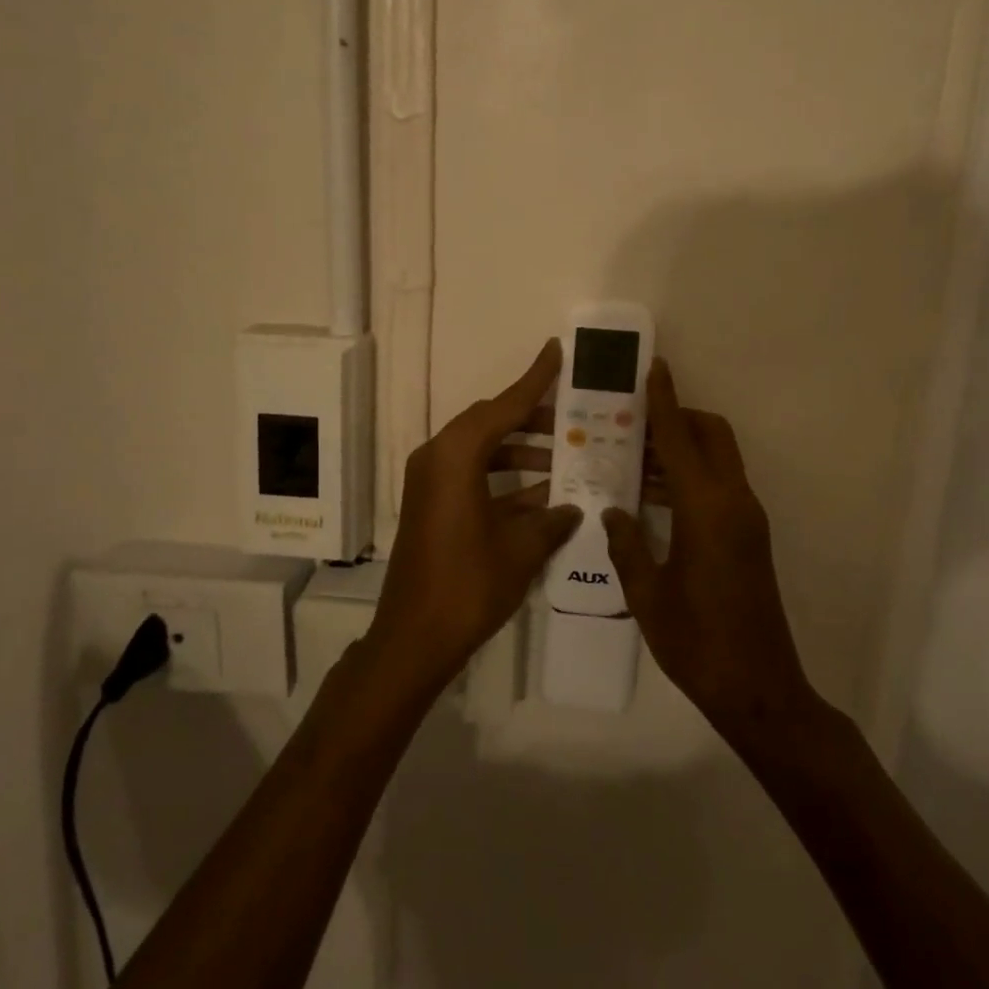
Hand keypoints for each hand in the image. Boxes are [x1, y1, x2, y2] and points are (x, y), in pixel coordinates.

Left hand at [366, 340, 582, 692]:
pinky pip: (473, 476)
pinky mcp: (432, 505)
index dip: (534, 379)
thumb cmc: (468, 585)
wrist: (413, 637)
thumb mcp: (521, 549)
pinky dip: (505, 480)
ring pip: (483, 451)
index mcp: (455, 457)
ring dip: (521, 452)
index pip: (503, 406)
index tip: (556, 350)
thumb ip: (552, 520)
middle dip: (532, 419)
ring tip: (566, 457)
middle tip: (573, 418)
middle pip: (490, 423)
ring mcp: (431, 482)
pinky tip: (544, 494)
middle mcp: (437, 458)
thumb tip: (574, 507)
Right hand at [602, 360, 818, 733]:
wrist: (758, 688)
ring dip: (682, 450)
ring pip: (717, 460)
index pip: (680, 440)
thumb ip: (626, 544)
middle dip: (678, 418)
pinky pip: (719, 486)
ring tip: (632, 456)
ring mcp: (747, 519)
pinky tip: (654, 496)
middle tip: (632, 423)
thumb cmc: (697, 643)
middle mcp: (734, 503)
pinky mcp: (750, 536)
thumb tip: (612, 510)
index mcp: (707, 510)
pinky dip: (690, 477)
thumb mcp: (647, 595)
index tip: (654, 367)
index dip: (665, 402)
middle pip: (711, 436)